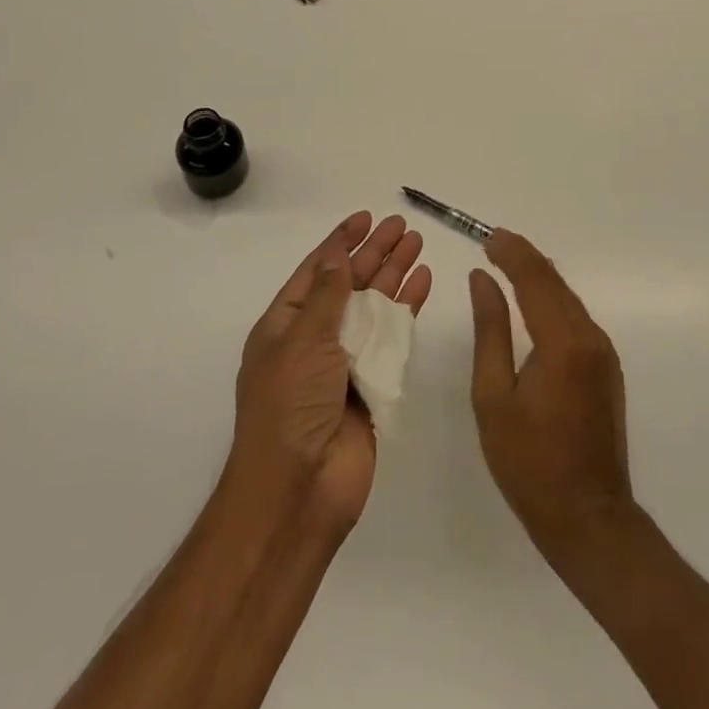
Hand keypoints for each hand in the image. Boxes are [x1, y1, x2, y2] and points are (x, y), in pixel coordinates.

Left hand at [231, 211, 431, 533]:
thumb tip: (337, 254)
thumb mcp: (302, 340)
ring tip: (417, 243)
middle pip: (349, 284)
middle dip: (373, 253)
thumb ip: (326, 295)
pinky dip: (407, 309)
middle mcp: (315, 339)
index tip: (364, 218)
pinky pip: (392, 337)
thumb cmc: (290, 406)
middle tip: (401, 225)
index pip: (315, 272)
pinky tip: (423, 283)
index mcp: (285, 326)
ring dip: (394, 274)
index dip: (340, 242)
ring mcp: (345, 362)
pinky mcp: (373, 383)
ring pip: (374, 306)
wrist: (300, 490)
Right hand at [469, 230, 634, 559]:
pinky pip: (576, 317)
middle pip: (555, 282)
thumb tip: (482, 279)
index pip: (536, 278)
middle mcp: (591, 338)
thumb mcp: (493, 396)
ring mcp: (603, 353)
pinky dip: (551, 298)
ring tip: (505, 262)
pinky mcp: (606, 367)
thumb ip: (490, 330)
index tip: (486, 237)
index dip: (511, 252)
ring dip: (538, 276)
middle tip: (492, 242)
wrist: (589, 519)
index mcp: (563, 343)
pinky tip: (531, 299)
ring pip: (568, 297)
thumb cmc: (529, 463)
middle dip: (524, 257)